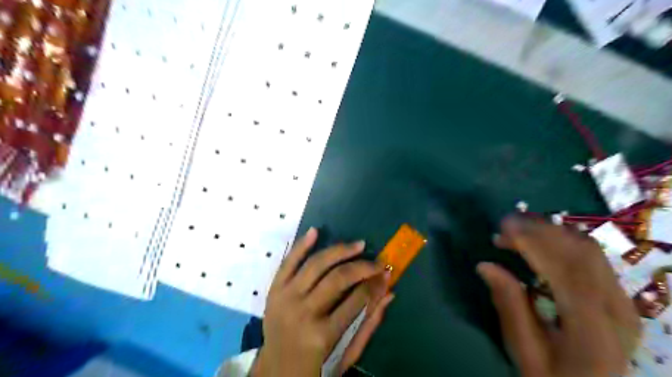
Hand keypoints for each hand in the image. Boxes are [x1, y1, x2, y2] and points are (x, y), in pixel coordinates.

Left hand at [252, 229, 393, 374]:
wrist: (275, 369)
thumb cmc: (315, 364)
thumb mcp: (345, 353)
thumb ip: (368, 324)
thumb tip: (389, 292)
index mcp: (322, 335)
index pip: (357, 300)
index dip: (375, 283)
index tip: (386, 272)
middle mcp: (303, 312)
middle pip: (338, 278)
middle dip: (362, 267)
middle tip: (377, 261)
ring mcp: (286, 298)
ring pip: (316, 264)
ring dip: (339, 250)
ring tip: (358, 244)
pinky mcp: (274, 290)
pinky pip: (288, 262)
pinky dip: (302, 245)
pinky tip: (315, 231)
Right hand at [477, 215, 638, 376]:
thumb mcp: (525, 350)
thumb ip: (509, 306)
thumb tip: (484, 265)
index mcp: (592, 329)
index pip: (567, 271)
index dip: (535, 243)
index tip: (503, 228)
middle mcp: (615, 308)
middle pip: (581, 252)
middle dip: (540, 231)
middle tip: (504, 226)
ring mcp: (621, 300)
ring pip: (588, 249)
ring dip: (550, 232)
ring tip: (516, 231)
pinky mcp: (617, 295)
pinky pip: (591, 256)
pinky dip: (562, 240)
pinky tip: (539, 241)